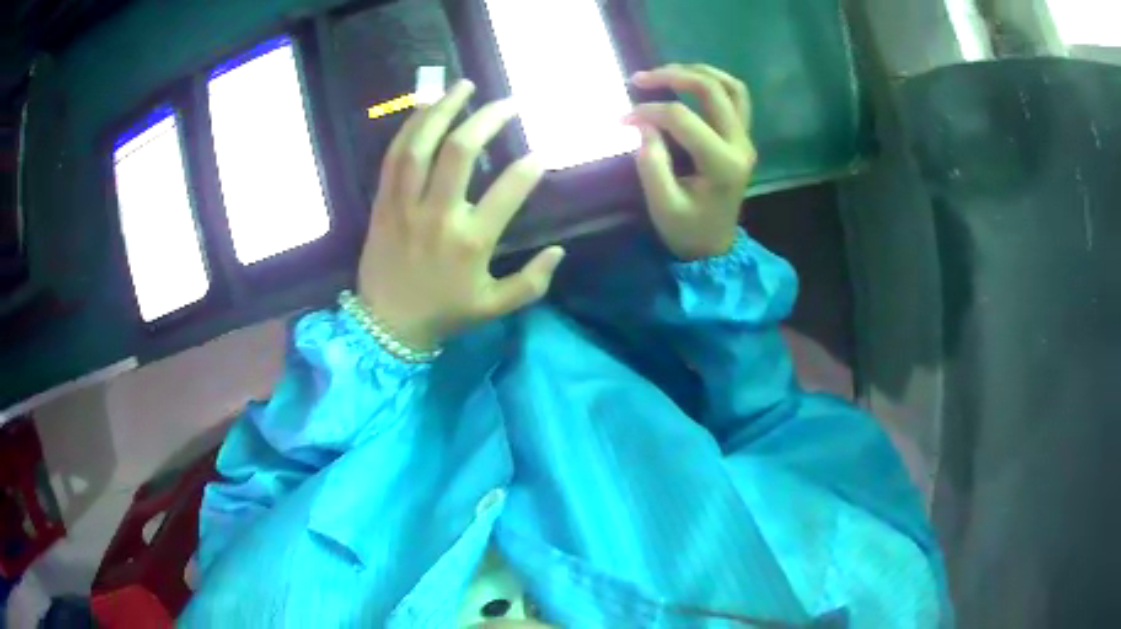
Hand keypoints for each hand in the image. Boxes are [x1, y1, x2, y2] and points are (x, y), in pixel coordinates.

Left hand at [357, 80, 564, 350]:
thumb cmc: (443, 313)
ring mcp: (405, 205)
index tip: (541, 154)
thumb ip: (531, 282)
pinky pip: (394, 156)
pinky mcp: (383, 202)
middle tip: (508, 102)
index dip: (530, 167)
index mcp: (471, 242)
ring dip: (443, 109)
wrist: (386, 325)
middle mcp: (438, 215)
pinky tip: (426, 107)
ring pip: (422, 145)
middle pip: (461, 152)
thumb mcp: (493, 306)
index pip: (509, 191)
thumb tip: (560, 251)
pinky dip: (410, 127)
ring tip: (464, 85)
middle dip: (487, 118)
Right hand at [624, 64, 756, 260]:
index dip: (648, 111)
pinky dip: (713, 83)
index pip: (682, 118)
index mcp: (721, 164)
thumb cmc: (686, 230)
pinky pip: (736, 98)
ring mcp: (745, 139)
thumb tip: (642, 123)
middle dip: (672, 76)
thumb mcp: (662, 204)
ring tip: (666, 72)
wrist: (714, 247)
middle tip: (640, 79)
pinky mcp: (742, 138)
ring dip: (698, 72)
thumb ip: (651, 162)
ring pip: (731, 87)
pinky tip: (688, 82)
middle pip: (712, 90)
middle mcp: (740, 145)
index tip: (623, 120)